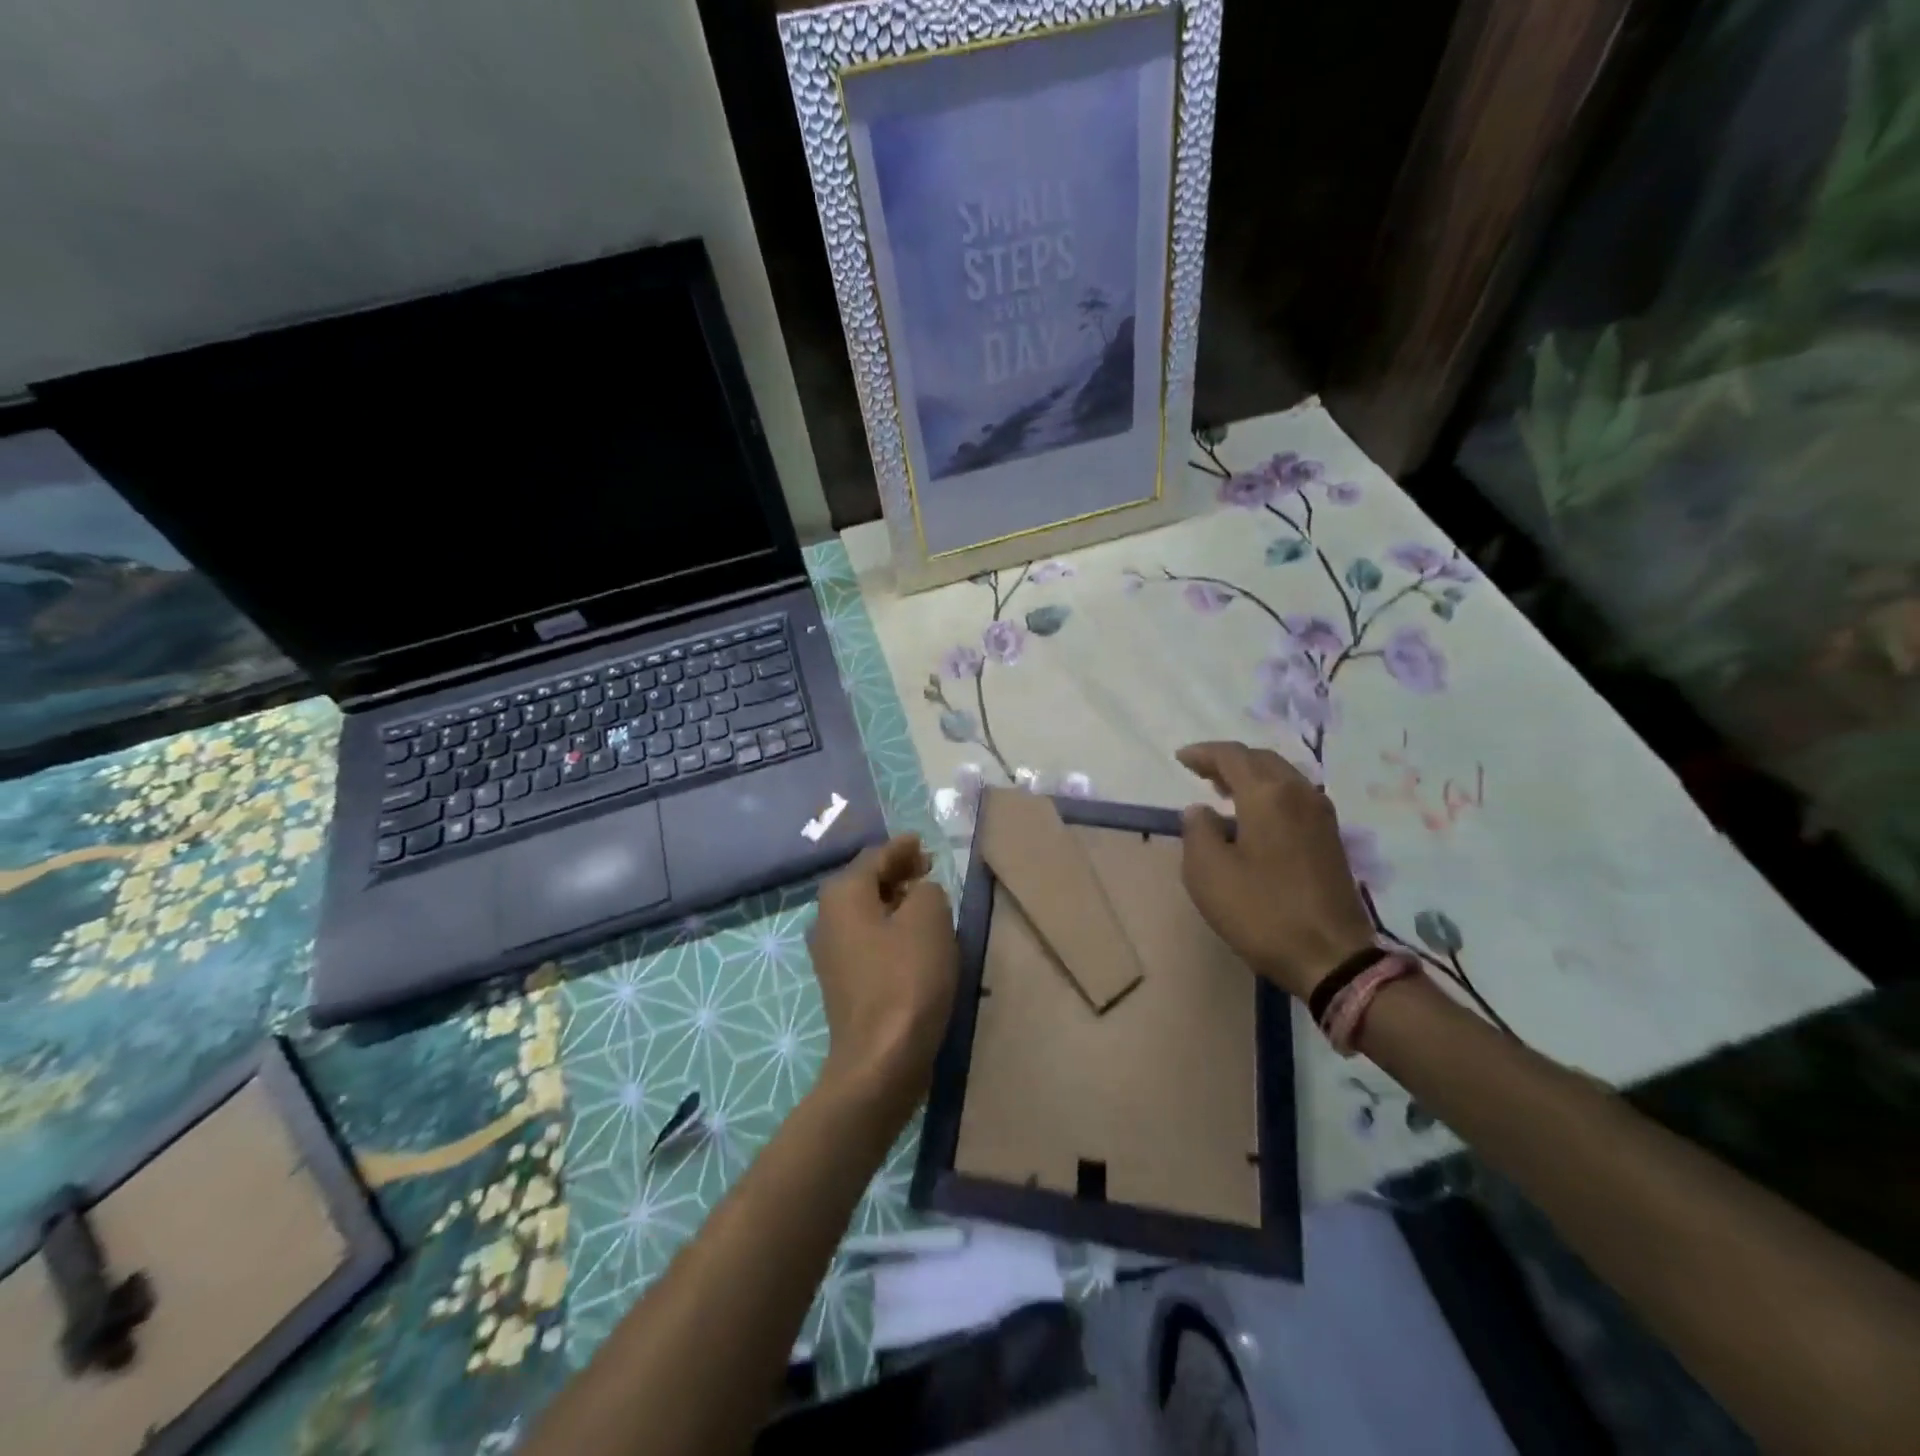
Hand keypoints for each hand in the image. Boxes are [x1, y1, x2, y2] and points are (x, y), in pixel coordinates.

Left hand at [807, 834, 957, 1117]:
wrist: (880, 1059)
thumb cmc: (906, 979)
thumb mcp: (929, 918)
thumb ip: (927, 889)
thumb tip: (920, 891)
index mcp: (842, 894)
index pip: (876, 856)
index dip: (903, 848)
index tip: (924, 844)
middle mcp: (827, 917)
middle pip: (866, 882)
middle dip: (898, 873)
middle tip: (929, 869)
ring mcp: (830, 952)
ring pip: (867, 912)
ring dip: (895, 902)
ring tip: (927, 901)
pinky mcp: (842, 981)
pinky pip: (868, 939)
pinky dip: (890, 930)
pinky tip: (913, 939)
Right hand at [1176, 741, 1375, 1000]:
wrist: (1332, 957)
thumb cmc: (1262, 912)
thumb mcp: (1208, 873)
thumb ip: (1197, 831)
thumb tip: (1201, 810)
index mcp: (1268, 795)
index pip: (1232, 756)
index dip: (1203, 753)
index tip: (1180, 759)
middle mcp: (1299, 793)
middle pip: (1261, 760)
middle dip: (1229, 760)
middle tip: (1201, 772)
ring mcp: (1321, 814)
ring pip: (1281, 776)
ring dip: (1251, 775)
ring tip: (1224, 790)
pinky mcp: (1330, 837)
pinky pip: (1294, 796)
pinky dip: (1269, 792)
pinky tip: (1254, 815)